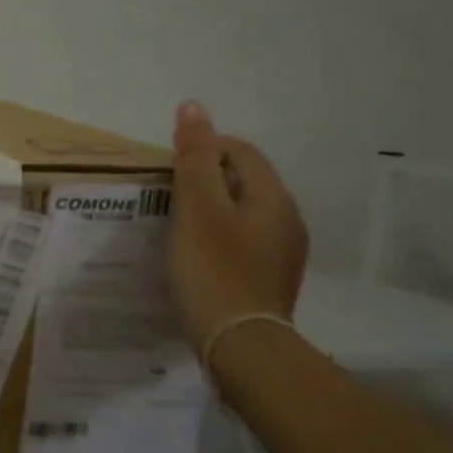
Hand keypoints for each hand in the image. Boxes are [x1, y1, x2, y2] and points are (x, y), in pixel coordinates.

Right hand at [166, 101, 308, 352]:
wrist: (241, 345)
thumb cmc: (214, 270)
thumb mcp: (197, 208)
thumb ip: (195, 158)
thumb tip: (194, 107)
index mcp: (272, 196)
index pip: (239, 150)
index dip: (202, 149)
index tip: (166, 172)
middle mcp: (287, 218)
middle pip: (243, 180)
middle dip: (204, 179)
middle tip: (165, 199)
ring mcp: (282, 252)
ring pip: (242, 212)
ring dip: (210, 210)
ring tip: (175, 228)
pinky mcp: (270, 278)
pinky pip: (242, 241)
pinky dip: (217, 237)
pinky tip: (196, 258)